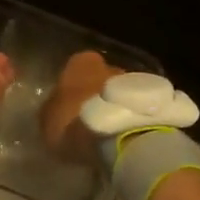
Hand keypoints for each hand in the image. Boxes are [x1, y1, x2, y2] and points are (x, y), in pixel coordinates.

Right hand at [39, 50, 125, 165]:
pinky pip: (135, 107)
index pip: (74, 69)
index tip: (70, 109)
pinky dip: (130, 118)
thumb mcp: (47, 120)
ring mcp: (134, 80)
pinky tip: (125, 136)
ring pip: (120, 92)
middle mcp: (109, 63)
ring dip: (115, 107)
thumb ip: (51, 109)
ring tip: (109, 133)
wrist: (118, 137)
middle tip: (90, 122)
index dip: (72, 89)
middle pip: (100, 78)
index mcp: (81, 62)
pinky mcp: (152, 99)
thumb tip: (55, 108)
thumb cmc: (74, 123)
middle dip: (96, 96)